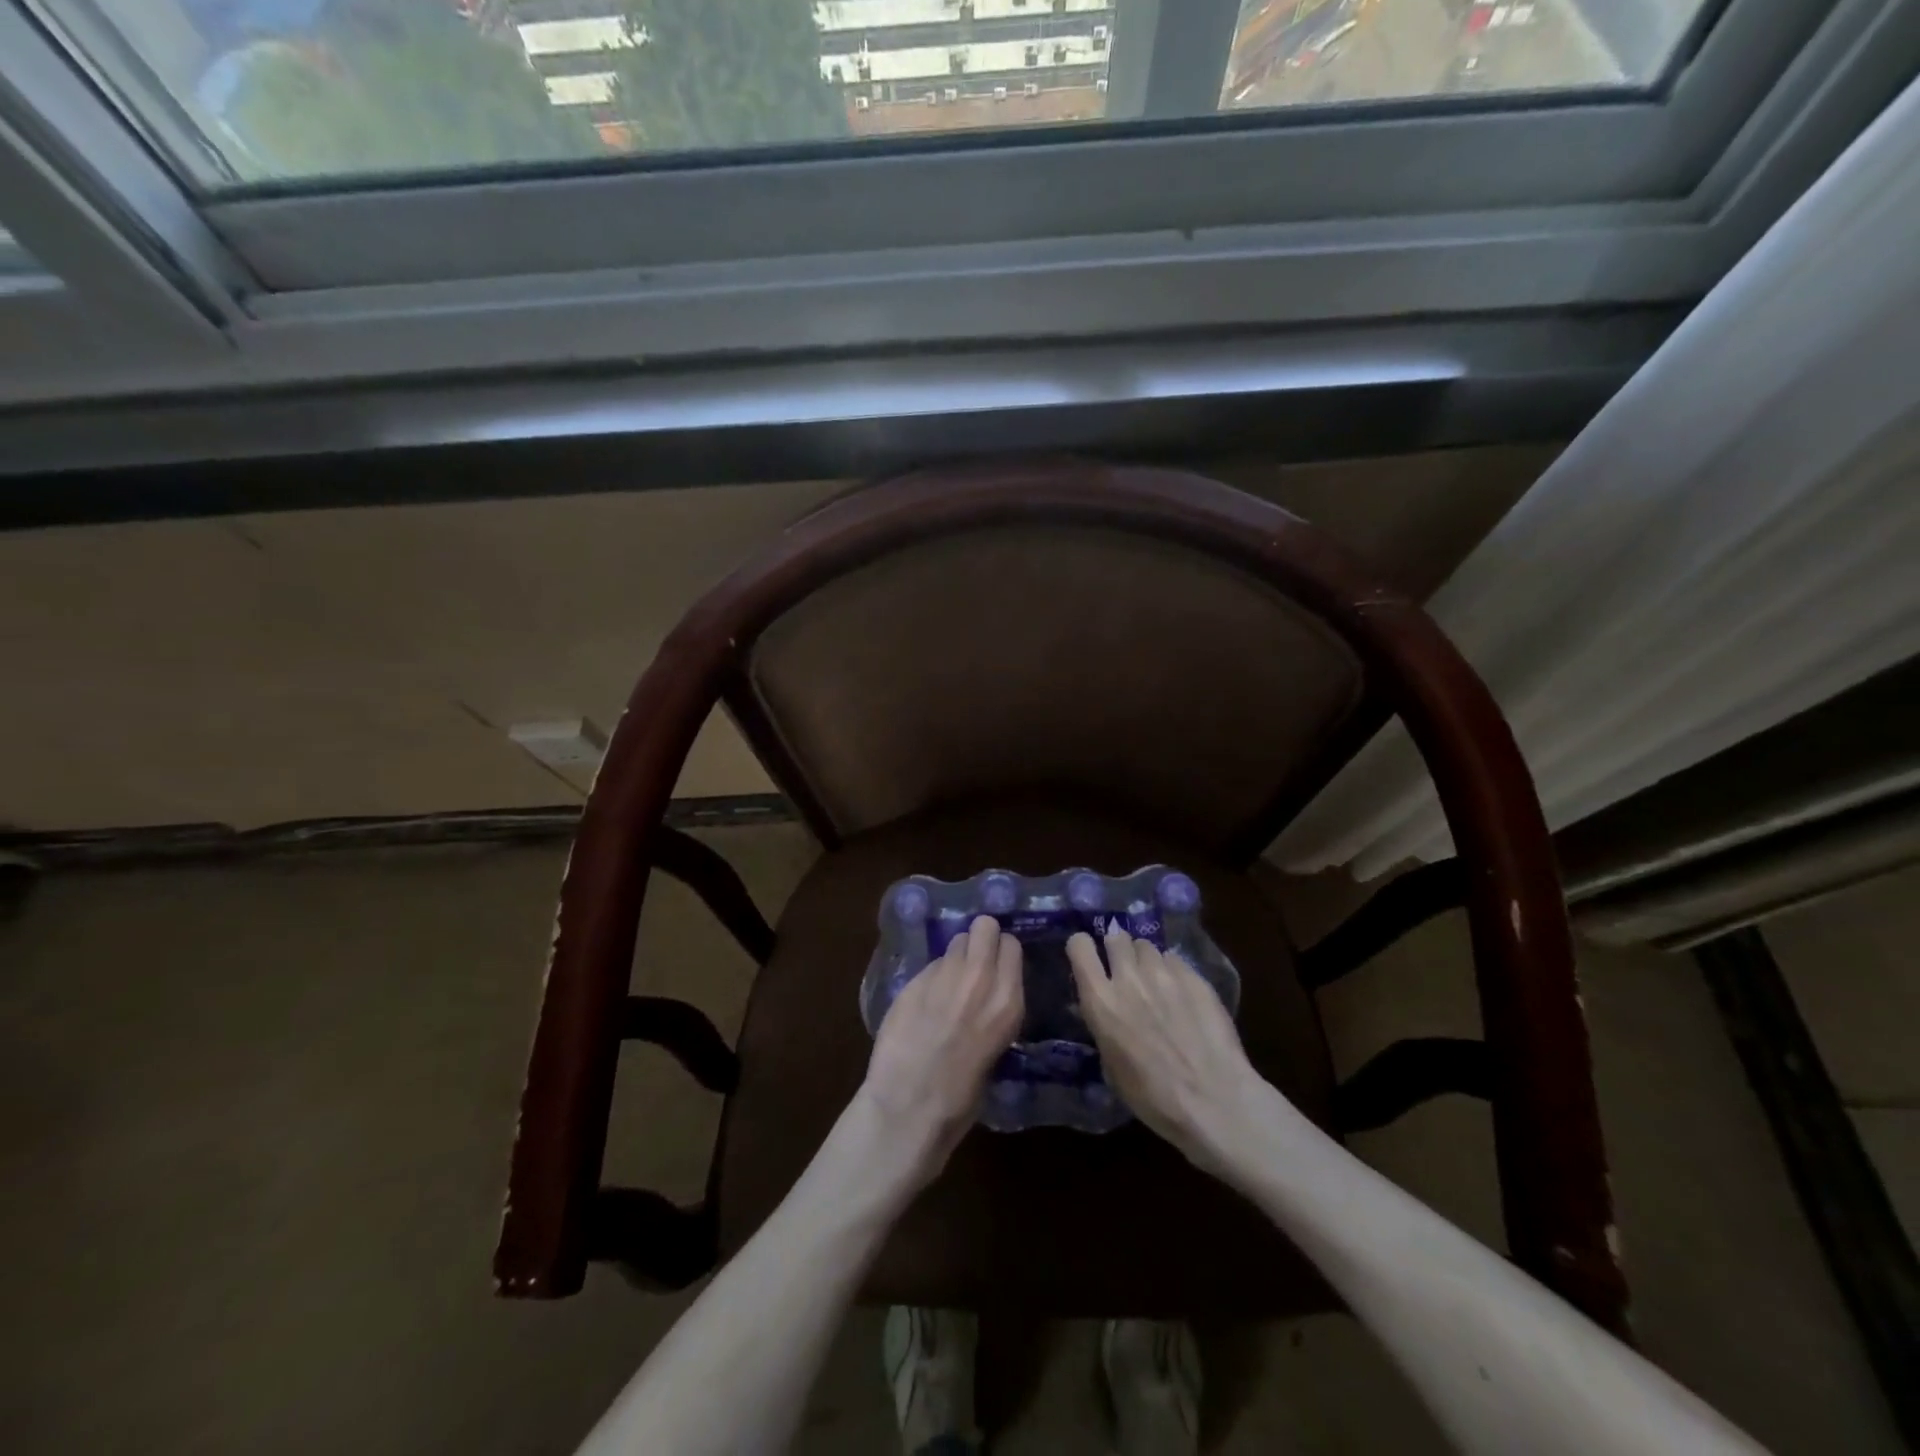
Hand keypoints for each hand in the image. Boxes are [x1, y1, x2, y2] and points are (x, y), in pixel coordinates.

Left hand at [860, 914, 1024, 1188]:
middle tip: (974, 962)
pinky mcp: (913, 980)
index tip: (997, 966)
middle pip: (984, 926)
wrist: (909, 1106)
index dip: (1002, 953)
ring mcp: (943, 975)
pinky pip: (930, 965)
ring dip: (956, 956)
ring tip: (949, 982)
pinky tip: (924, 1001)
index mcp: (1007, 1000)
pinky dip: (931, 977)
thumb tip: (988, 994)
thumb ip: (994, 1010)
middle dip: (981, 939)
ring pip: (956, 941)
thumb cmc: (961, 1097)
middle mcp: (979, 978)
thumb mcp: (997, 1049)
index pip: (1011, 945)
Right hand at [1068, 926, 1275, 1175]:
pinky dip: (1174, 972)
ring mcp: (1164, 973)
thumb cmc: (1154, 1098)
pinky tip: (1184, 996)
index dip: (1083, 949)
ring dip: (1146, 961)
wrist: (1215, 1101)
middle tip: (1126, 973)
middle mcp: (1128, 977)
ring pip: (1147, 946)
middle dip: (1118, 950)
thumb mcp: (1111, 1066)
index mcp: (1101, 1000)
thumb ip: (1104, 1026)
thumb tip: (1105, 1011)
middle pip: (1116, 936)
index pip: (1079, 946)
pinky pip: (1175, 960)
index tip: (1090, 962)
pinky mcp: (1194, 976)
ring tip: (1157, 984)